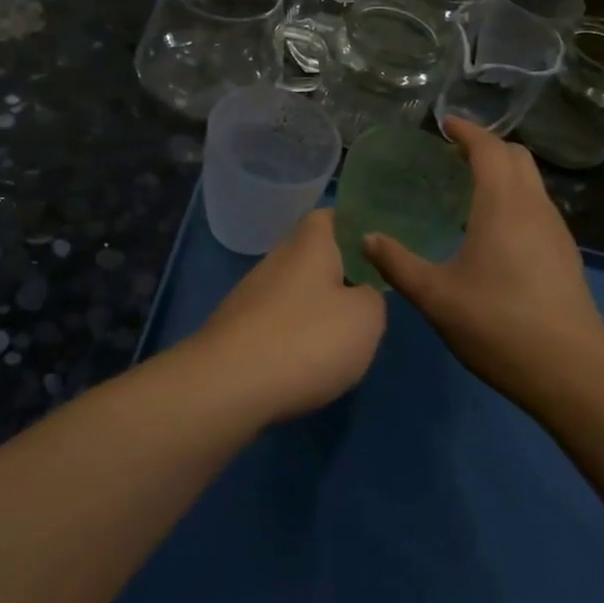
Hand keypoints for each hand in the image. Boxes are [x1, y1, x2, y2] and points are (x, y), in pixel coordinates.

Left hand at [189, 210, 386, 422]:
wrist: (227, 386)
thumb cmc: (306, 340)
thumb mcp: (366, 319)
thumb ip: (372, 297)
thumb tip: (360, 293)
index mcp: (308, 245)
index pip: (328, 216)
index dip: (352, 224)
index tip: (376, 245)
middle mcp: (276, 260)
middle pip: (311, 255)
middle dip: (337, 272)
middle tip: (368, 298)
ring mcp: (250, 295)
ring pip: (293, 291)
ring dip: (315, 308)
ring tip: (342, 338)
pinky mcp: (236, 330)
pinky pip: (276, 323)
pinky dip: (294, 337)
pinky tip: (307, 364)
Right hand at [364, 117, 603, 412]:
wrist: (572, 373)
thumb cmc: (498, 325)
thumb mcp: (436, 296)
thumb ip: (398, 263)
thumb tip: (366, 238)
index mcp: (503, 205)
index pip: (488, 148)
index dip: (466, 131)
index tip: (444, 125)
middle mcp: (534, 207)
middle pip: (516, 156)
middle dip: (486, 146)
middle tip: (452, 156)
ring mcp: (556, 231)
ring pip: (532, 181)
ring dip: (503, 172)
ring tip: (468, 189)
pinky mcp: (565, 254)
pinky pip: (538, 206)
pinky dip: (514, 197)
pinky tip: (493, 230)